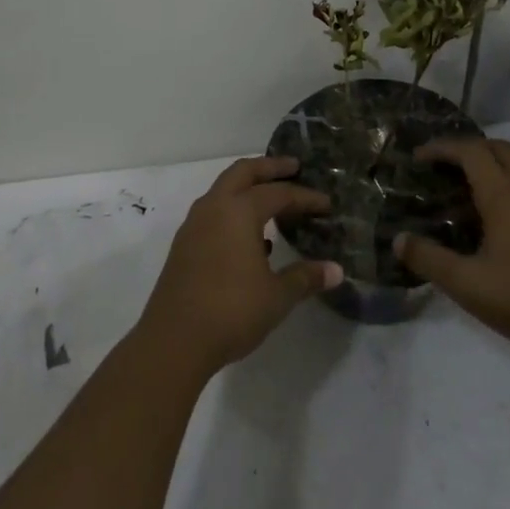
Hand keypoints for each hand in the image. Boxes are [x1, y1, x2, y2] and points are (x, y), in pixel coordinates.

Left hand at [138, 156, 341, 377]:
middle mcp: (214, 207)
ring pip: (223, 189)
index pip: (278, 194)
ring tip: (271, 200)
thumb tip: (336, 270)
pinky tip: (250, 238)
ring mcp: (194, 225)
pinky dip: (233, 211)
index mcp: (239, 211)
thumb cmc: (231, 311)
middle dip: (270, 167)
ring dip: (248, 187)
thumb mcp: (277, 296)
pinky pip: (213, 212)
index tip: (326, 204)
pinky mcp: (183, 245)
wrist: (173, 341)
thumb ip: (305, 278)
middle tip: (293, 167)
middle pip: (243, 172)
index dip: (305, 197)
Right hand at [396, 138, 509, 370]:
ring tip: (467, 180)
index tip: (417, 158)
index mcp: (504, 196)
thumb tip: (398, 239)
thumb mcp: (466, 285)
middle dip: (465, 148)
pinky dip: (509, 177)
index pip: (470, 151)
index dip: (442, 148)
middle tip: (440, 166)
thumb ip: (429, 259)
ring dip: (490, 159)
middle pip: (497, 148)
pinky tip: (498, 206)